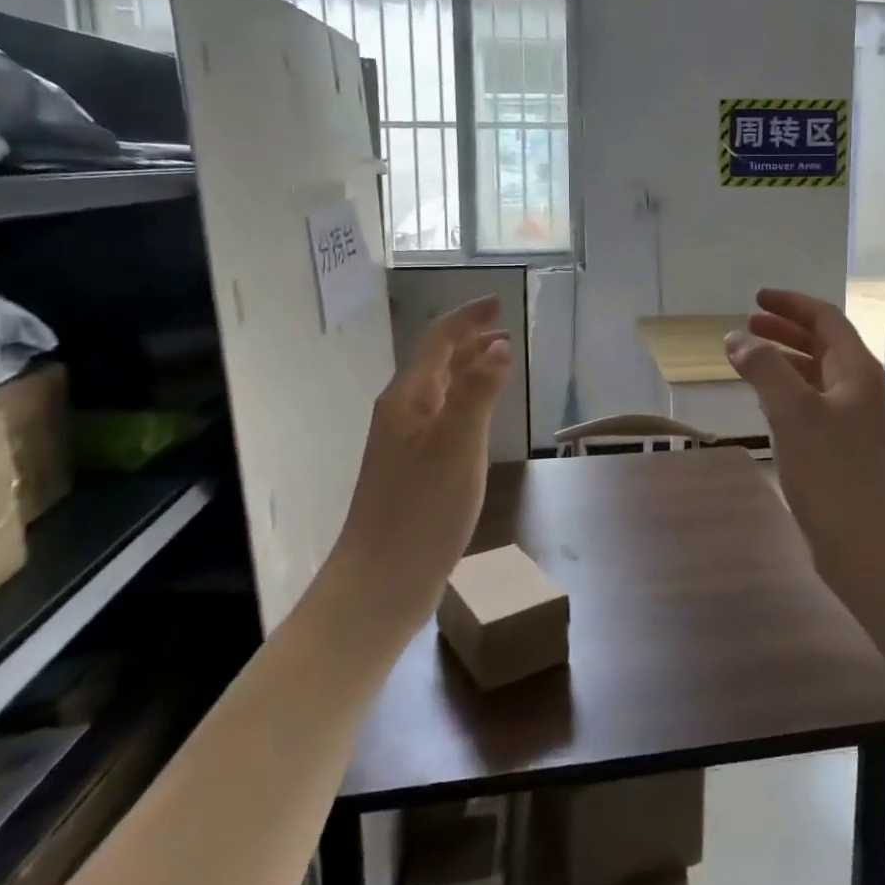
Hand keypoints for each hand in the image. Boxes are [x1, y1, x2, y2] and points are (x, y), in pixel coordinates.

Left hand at [333, 297, 512, 622]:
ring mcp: (405, 442)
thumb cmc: (421, 509)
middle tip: (504, 327)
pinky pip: (442, 415)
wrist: (381, 581)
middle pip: (435, 361)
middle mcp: (402, 412)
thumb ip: (478, 392)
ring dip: (467, 367)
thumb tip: (498, 343)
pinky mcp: (413, 468)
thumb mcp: (457, 445)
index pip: (437, 341)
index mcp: (408, 399)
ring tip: (498, 359)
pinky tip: (479, 414)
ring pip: (438, 389)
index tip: (498, 303)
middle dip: (468, 339)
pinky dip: (465, 399)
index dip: (467, 318)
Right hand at [725, 289, 884, 596]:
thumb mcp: (793, 412)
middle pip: (822, 344)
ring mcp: (853, 420)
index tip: (756, 299)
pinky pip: (812, 404)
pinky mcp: (842, 448)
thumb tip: (736, 338)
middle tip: (746, 326)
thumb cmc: (831, 472)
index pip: (825, 319)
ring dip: (783, 361)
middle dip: (784, 331)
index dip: (791, 304)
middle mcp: (859, 389)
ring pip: (816, 375)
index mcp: (857, 371)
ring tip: (748, 360)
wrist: (866, 545)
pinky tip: (765, 402)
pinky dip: (787, 391)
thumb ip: (764, 368)